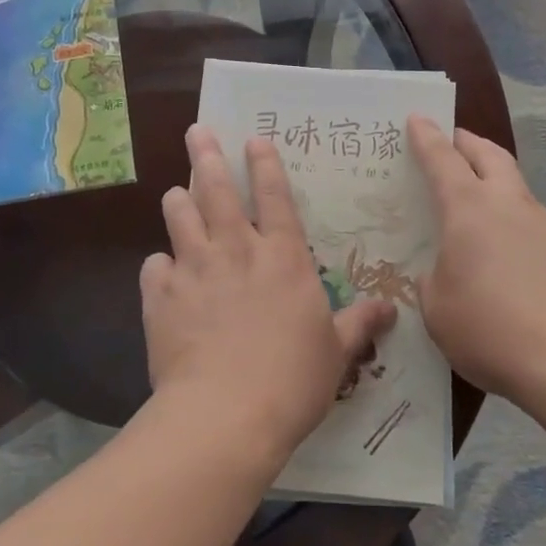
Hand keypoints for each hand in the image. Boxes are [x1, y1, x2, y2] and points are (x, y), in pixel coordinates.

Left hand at [141, 126, 396, 462]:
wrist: (225, 414)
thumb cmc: (292, 380)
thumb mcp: (336, 352)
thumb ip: (359, 323)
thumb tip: (391, 308)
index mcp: (282, 257)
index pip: (275, 196)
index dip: (265, 164)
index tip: (254, 139)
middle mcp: (236, 250)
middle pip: (217, 189)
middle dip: (206, 155)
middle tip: (196, 131)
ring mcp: (195, 269)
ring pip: (180, 216)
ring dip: (178, 200)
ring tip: (176, 191)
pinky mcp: (162, 296)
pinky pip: (154, 266)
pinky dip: (159, 266)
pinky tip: (162, 272)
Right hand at [408, 116, 545, 405]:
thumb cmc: (490, 328)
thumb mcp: (437, 308)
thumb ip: (434, 280)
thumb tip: (445, 272)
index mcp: (469, 209)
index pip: (442, 159)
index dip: (427, 137)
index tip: (418, 117)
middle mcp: (509, 205)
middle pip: (490, 155)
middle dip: (468, 142)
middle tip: (453, 141)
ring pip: (517, 188)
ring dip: (496, 183)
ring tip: (479, 207)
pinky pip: (534, 224)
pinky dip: (515, 224)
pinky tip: (509, 258)